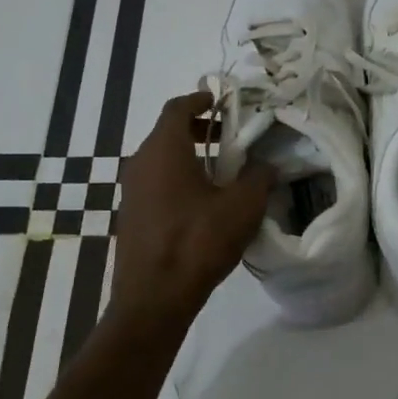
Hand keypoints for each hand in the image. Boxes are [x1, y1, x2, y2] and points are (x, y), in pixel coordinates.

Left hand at [109, 91, 276, 321]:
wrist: (153, 299)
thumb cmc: (198, 242)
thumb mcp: (242, 207)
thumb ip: (259, 178)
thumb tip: (266, 165)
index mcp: (164, 150)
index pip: (177, 108)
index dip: (200, 100)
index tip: (220, 102)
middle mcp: (140, 163)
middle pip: (167, 133)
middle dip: (198, 130)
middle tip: (228, 139)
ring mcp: (131, 191)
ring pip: (160, 159)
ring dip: (189, 157)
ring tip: (221, 173)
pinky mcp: (131, 216)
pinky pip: (155, 183)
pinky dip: (177, 179)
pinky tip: (202, 204)